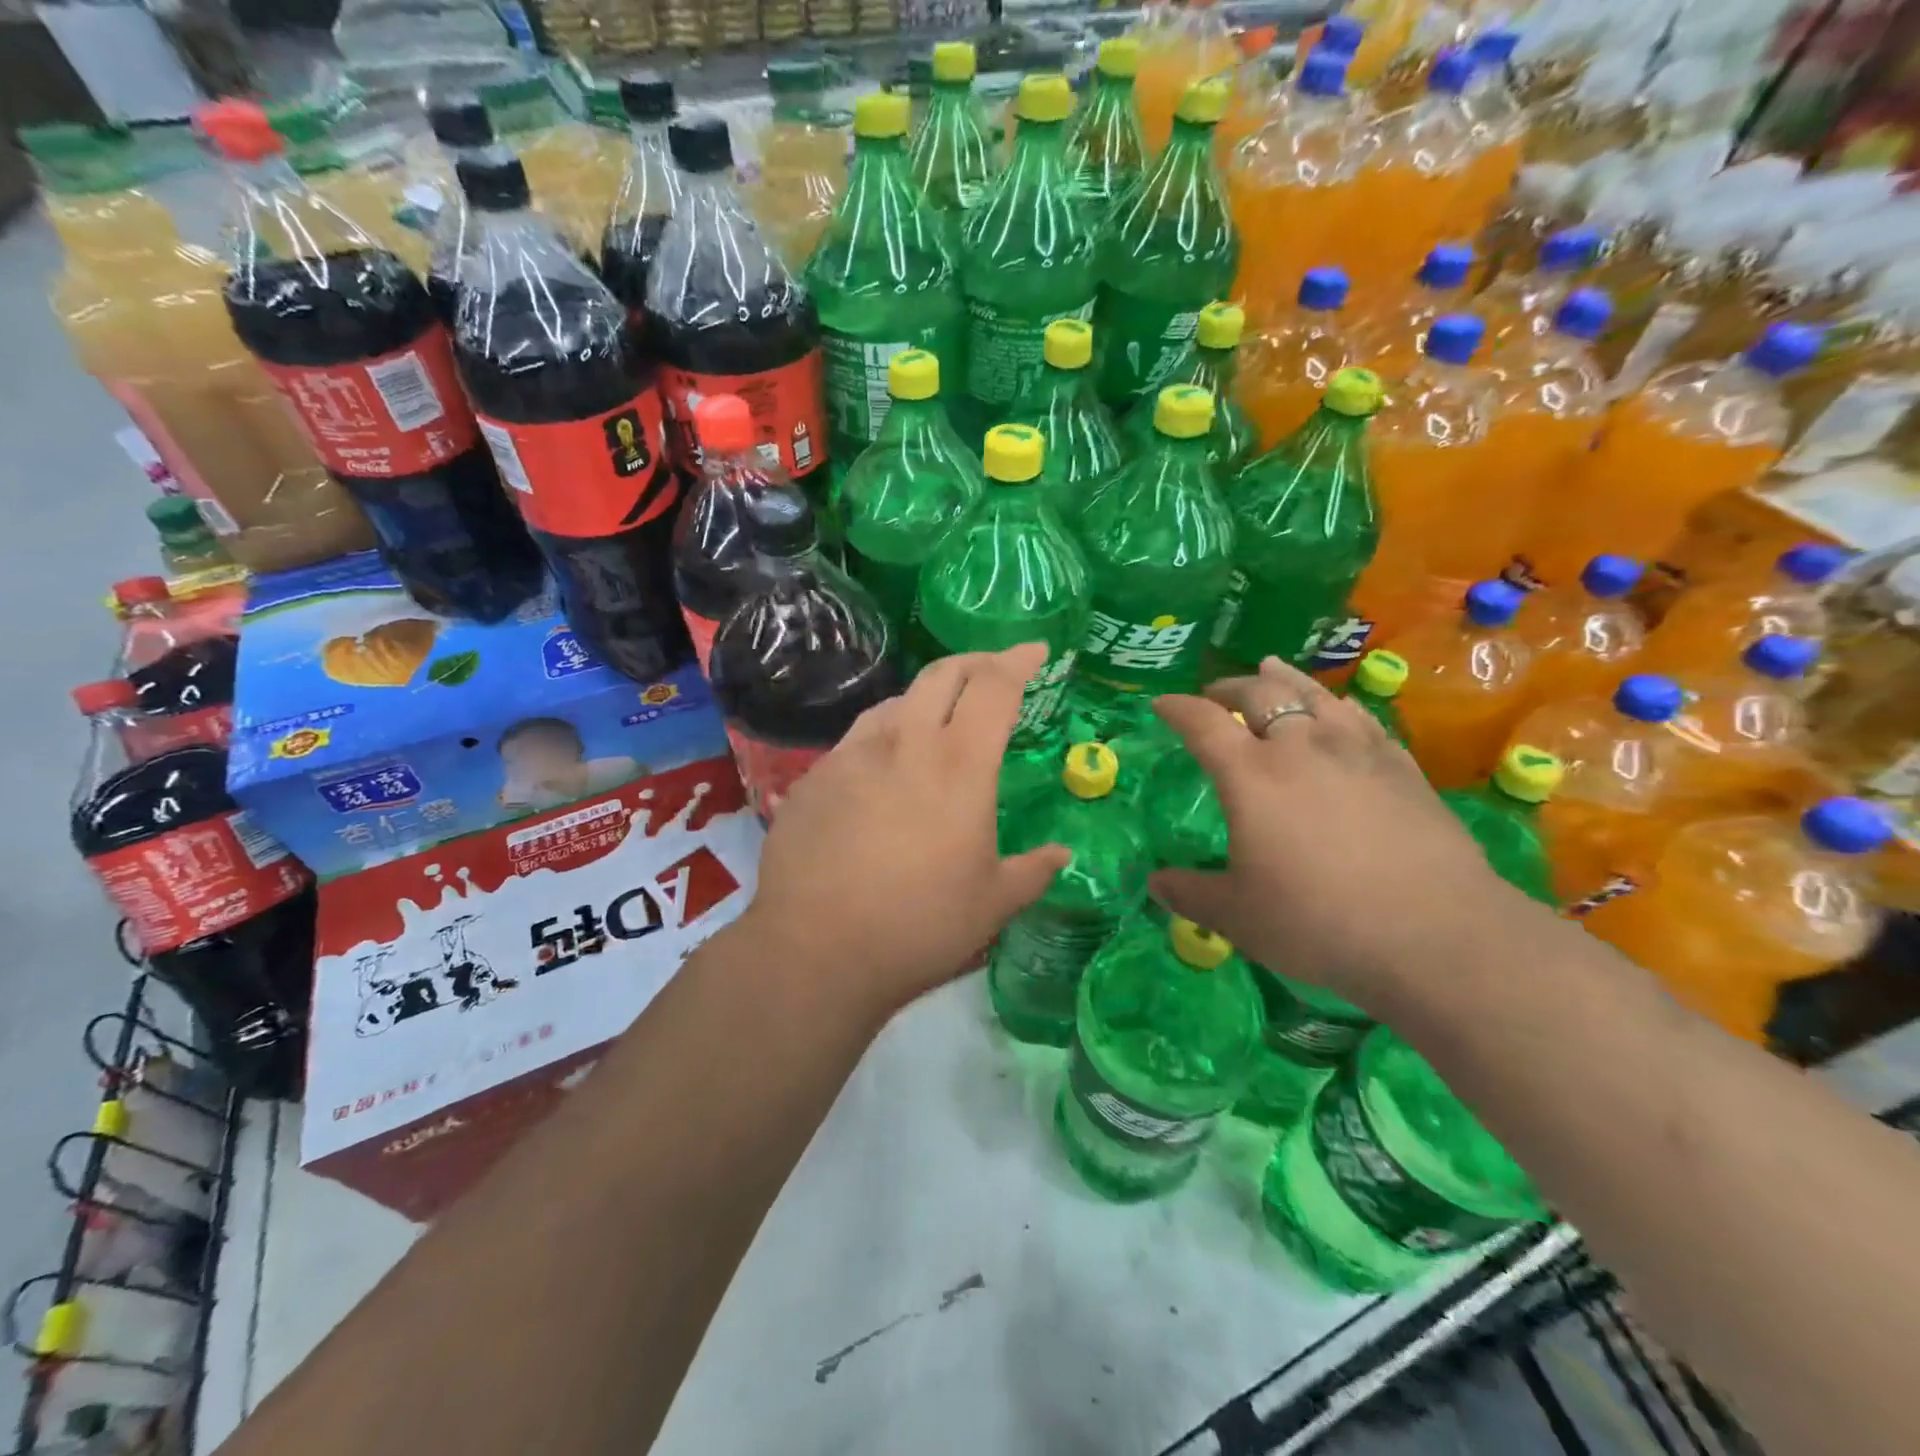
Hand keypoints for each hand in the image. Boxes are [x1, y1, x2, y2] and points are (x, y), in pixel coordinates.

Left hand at [740, 644, 1069, 1024]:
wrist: (815, 951)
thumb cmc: (919, 925)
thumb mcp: (992, 904)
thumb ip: (1033, 872)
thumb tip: (1062, 856)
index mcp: (959, 765)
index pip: (995, 687)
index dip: (1019, 661)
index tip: (1035, 650)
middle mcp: (904, 743)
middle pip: (942, 674)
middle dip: (975, 662)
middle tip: (993, 671)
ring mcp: (851, 756)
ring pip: (895, 702)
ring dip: (925, 699)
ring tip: (938, 721)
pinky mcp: (814, 778)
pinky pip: (857, 741)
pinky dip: (883, 739)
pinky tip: (882, 773)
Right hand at [1149, 657, 1521, 1012]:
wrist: (1434, 934)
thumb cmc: (1318, 922)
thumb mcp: (1238, 916)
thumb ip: (1190, 893)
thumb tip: (1154, 884)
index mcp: (1250, 774)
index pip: (1202, 723)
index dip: (1177, 708)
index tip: (1161, 704)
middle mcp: (1300, 746)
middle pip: (1259, 694)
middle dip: (1229, 687)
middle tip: (1215, 693)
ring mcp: (1356, 750)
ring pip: (1313, 694)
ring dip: (1283, 679)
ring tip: (1270, 670)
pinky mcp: (1401, 766)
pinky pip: (1361, 717)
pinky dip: (1336, 704)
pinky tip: (1338, 710)